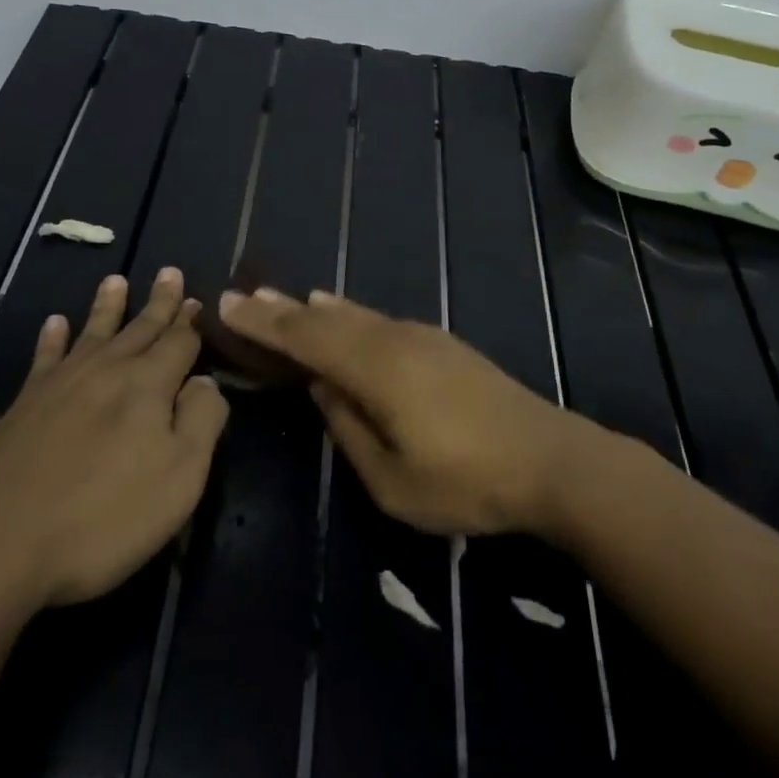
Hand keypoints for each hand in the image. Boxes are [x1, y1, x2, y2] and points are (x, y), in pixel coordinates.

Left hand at [0, 268, 228, 611]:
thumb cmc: (103, 516)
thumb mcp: (179, 477)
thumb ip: (202, 421)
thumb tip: (205, 382)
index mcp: (148, 385)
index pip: (179, 343)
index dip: (191, 324)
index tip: (198, 301)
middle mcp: (107, 371)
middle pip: (140, 328)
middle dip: (159, 302)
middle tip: (169, 272)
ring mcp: (61, 384)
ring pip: (94, 333)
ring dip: (108, 306)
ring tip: (115, 280)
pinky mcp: (25, 405)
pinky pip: (45, 357)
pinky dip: (53, 338)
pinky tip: (55, 323)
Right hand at [217, 288, 576, 535]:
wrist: (550, 459)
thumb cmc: (468, 482)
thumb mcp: (394, 482)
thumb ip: (349, 431)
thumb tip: (323, 389)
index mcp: (376, 370)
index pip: (306, 339)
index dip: (265, 323)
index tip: (228, 305)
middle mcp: (393, 340)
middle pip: (326, 319)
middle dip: (282, 309)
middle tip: (244, 295)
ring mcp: (421, 337)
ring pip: (355, 315)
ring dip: (315, 309)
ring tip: (286, 301)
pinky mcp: (441, 343)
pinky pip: (378, 320)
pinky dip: (348, 315)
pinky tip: (341, 314)